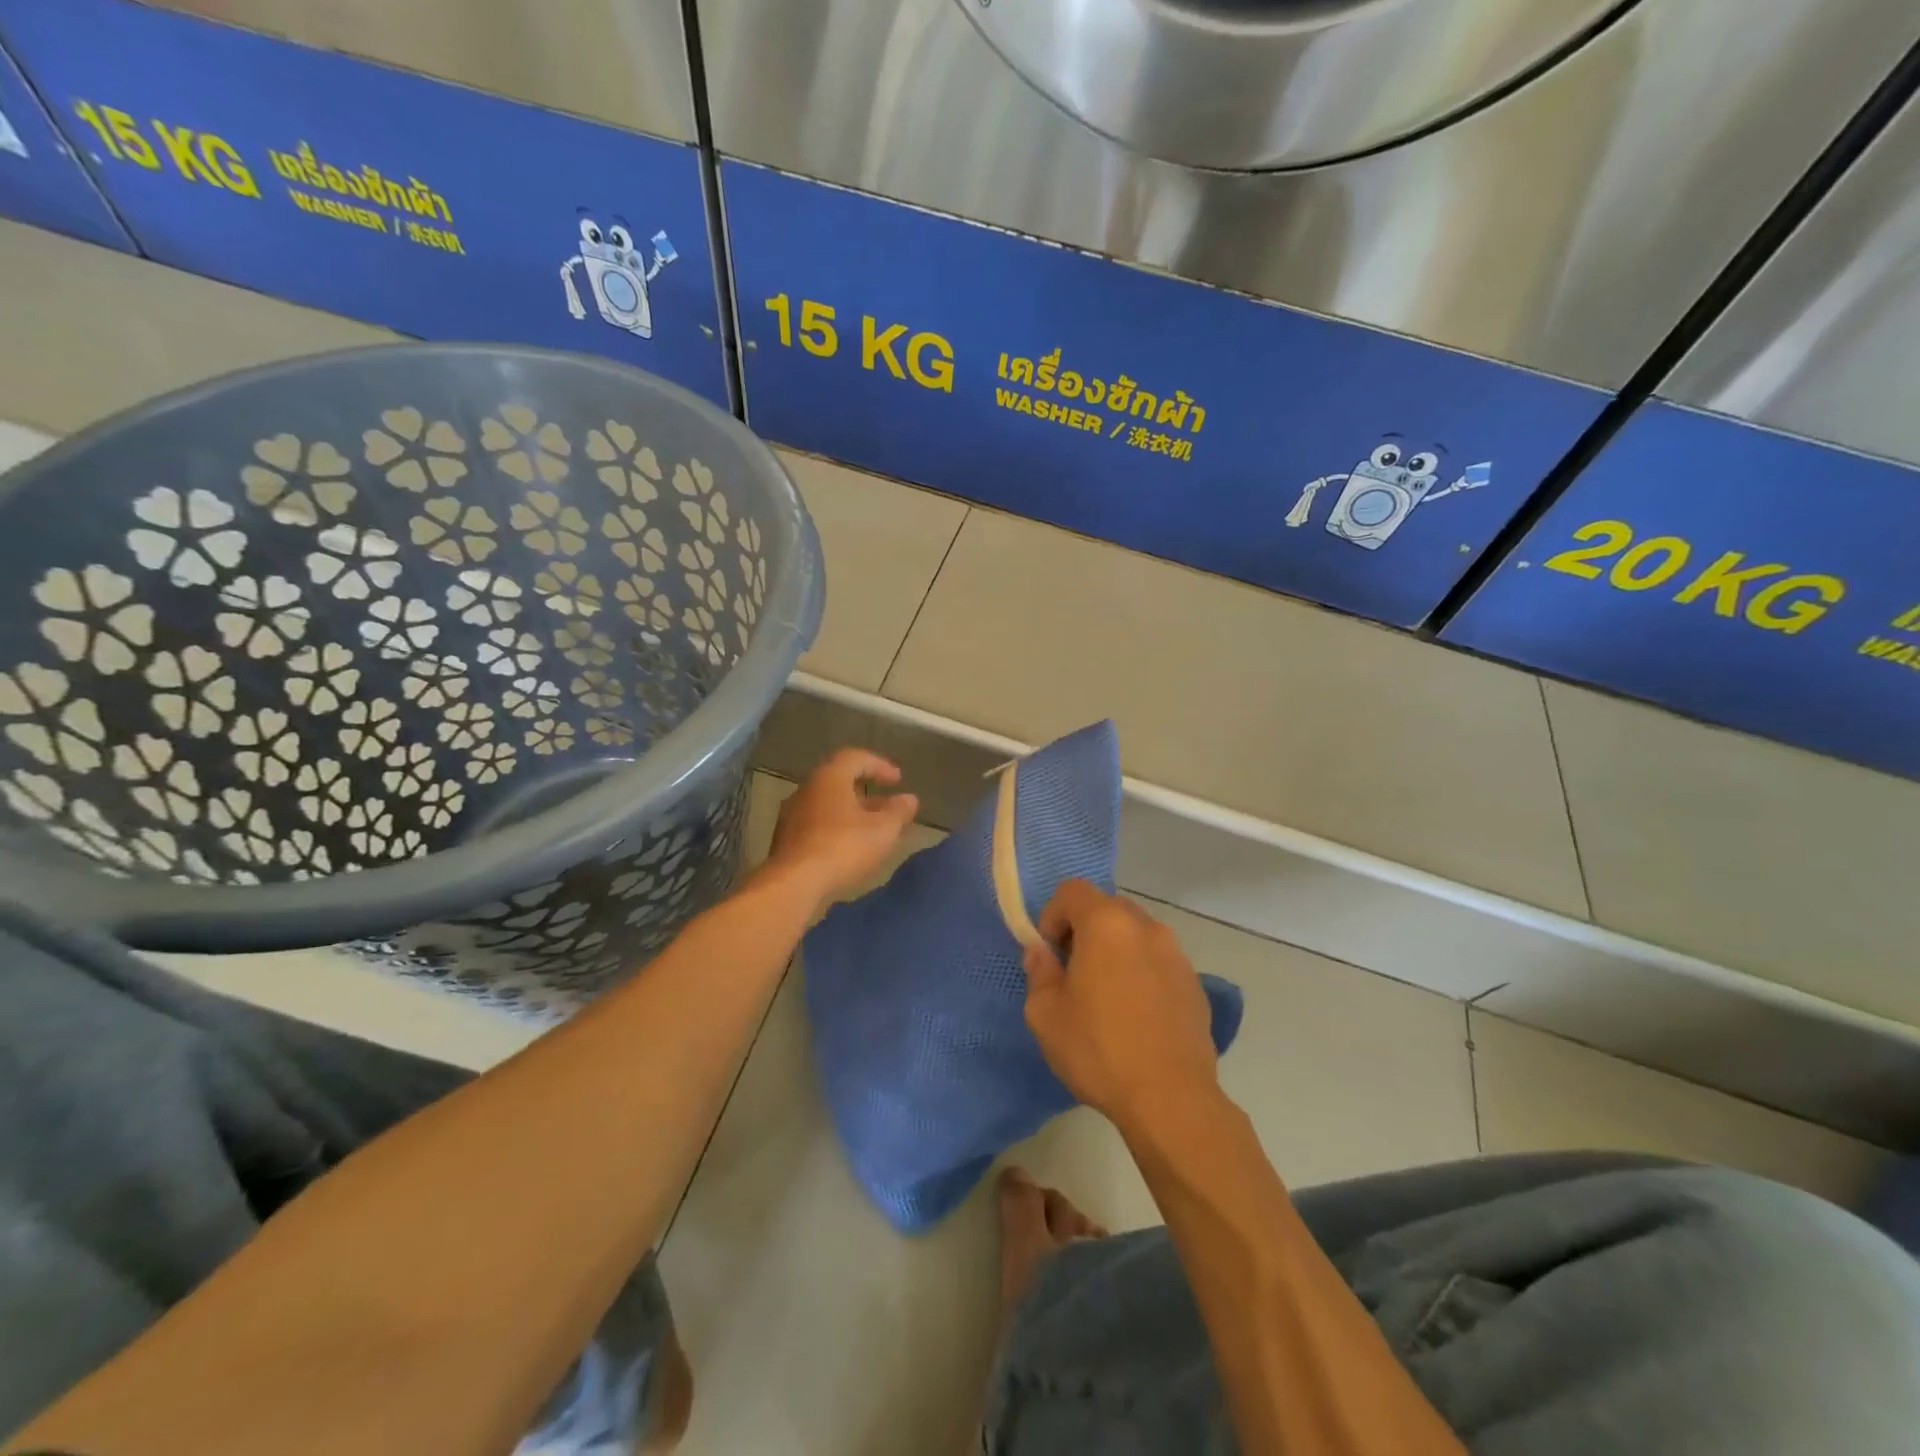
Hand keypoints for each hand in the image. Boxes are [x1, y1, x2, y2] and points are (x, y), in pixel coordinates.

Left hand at [765, 748, 918, 908]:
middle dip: (867, 793)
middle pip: (839, 782)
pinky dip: (837, 829)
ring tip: (872, 831)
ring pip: (828, 805)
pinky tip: (850, 848)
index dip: (880, 766)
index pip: (856, 758)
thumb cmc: (843, 847)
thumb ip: (899, 812)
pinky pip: (817, 824)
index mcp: (829, 777)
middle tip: (887, 807)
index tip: (898, 780)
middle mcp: (807, 789)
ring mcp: (792, 815)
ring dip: (852, 813)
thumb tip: (909, 799)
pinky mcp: (786, 840)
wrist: (793, 884)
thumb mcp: (883, 830)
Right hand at [1023, 881, 1220, 1127]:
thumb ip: (1039, 972)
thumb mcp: (1045, 1014)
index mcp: (1106, 924)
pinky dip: (1142, 973)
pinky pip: (1158, 962)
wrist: (1170, 1098)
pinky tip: (1136, 1015)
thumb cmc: (1098, 1049)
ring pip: (1135, 935)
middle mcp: (1146, 927)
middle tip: (1073, 972)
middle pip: (1107, 908)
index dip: (1052, 914)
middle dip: (1084, 930)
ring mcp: (1176, 954)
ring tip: (1106, 996)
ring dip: (1115, 951)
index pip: (1072, 891)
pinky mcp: (1195, 983)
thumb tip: (1041, 953)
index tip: (1050, 952)